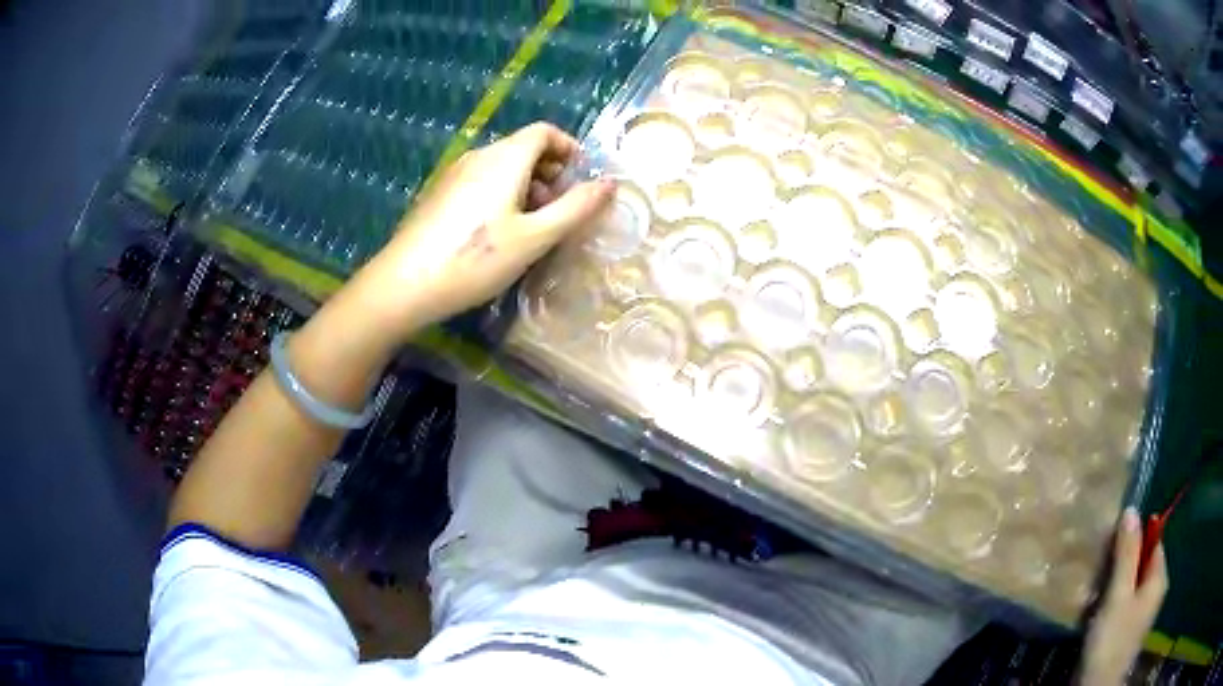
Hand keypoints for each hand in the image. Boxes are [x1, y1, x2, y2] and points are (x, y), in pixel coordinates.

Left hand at [350, 122, 614, 341]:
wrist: (404, 284)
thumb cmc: (475, 259)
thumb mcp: (534, 237)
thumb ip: (576, 208)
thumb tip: (610, 184)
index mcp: (505, 158)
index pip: (544, 131)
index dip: (569, 148)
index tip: (581, 179)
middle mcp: (479, 156)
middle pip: (523, 148)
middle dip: (550, 172)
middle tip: (560, 210)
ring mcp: (454, 174)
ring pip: (501, 166)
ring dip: (527, 186)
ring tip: (532, 226)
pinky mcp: (439, 194)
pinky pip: (481, 180)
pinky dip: (502, 194)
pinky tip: (497, 232)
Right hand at [1079, 507, 1168, 685]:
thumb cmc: (1112, 640)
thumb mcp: (1119, 595)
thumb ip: (1127, 554)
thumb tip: (1131, 510)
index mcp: (1159, 578)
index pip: (1154, 541)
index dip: (1136, 537)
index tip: (1113, 537)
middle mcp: (1154, 592)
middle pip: (1141, 564)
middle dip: (1122, 562)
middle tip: (1100, 562)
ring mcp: (1139, 615)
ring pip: (1129, 586)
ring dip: (1113, 584)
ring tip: (1094, 585)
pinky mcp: (1124, 632)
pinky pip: (1121, 605)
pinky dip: (1109, 603)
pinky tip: (1093, 609)